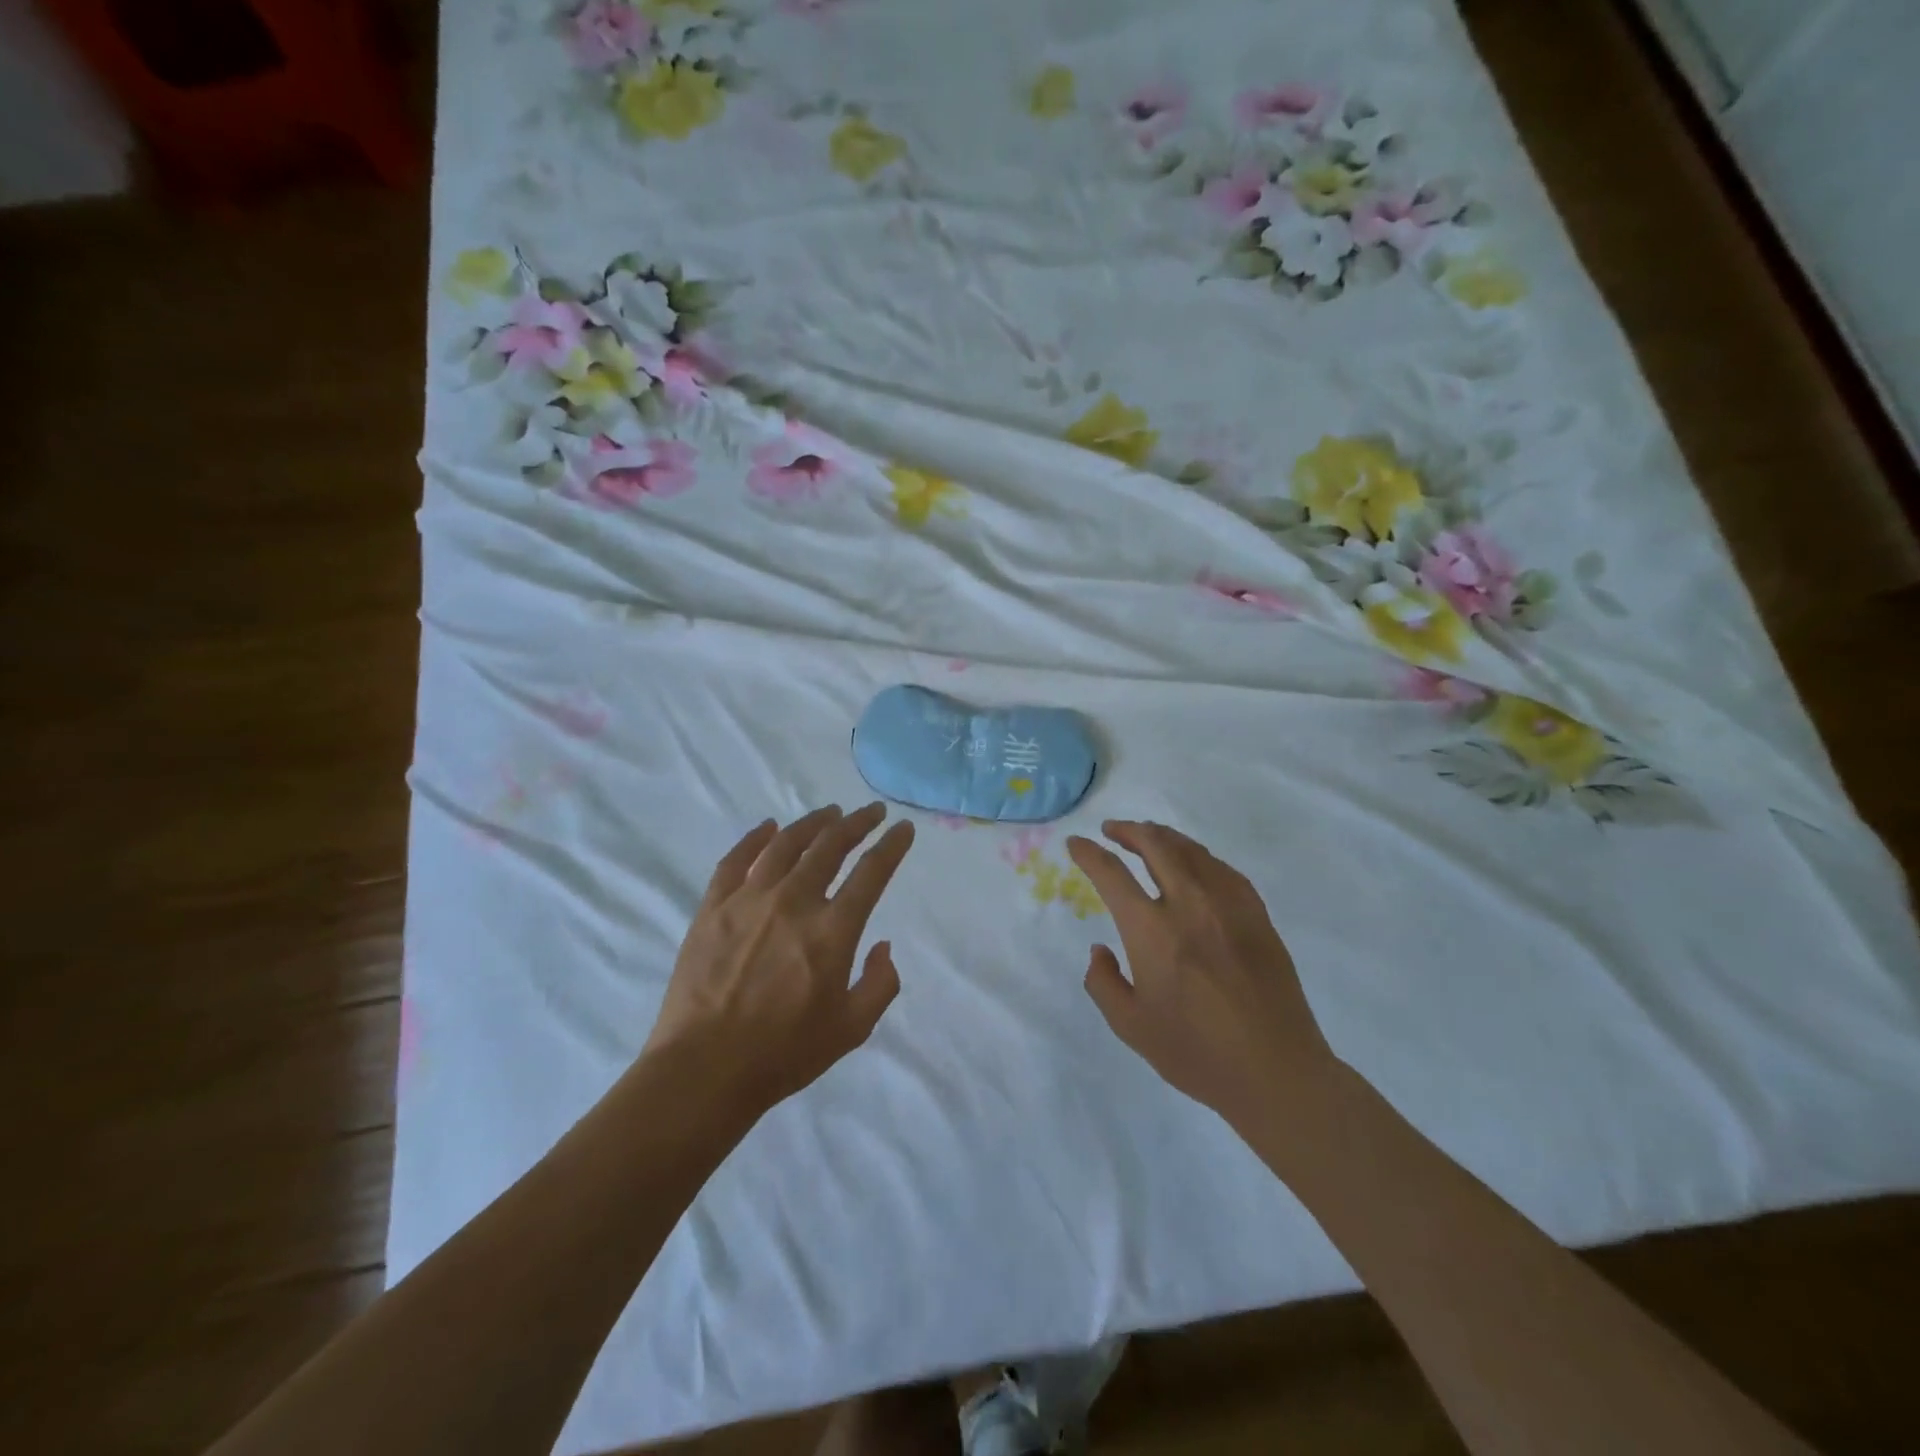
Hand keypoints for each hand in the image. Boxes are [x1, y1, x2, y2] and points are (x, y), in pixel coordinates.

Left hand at [644, 803, 914, 1116]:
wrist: (704, 1069)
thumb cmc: (784, 1053)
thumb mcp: (852, 1029)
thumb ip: (881, 984)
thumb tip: (883, 945)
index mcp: (832, 931)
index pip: (872, 872)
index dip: (892, 845)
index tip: (903, 828)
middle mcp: (793, 902)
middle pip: (831, 845)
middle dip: (857, 822)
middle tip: (871, 811)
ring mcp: (749, 899)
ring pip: (786, 843)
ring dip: (813, 822)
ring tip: (829, 812)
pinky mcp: (713, 907)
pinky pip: (736, 859)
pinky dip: (754, 838)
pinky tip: (768, 827)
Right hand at [1067, 820, 1336, 1129]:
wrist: (1276, 1071)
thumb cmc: (1197, 1053)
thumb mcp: (1130, 1027)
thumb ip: (1103, 983)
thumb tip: (1100, 949)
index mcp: (1151, 931)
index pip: (1111, 874)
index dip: (1088, 853)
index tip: (1076, 843)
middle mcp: (1189, 904)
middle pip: (1155, 845)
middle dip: (1127, 830)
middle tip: (1111, 830)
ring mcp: (1228, 905)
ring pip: (1190, 850)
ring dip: (1162, 836)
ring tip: (1147, 837)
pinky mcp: (1257, 914)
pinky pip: (1222, 868)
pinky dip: (1198, 856)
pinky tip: (1193, 863)